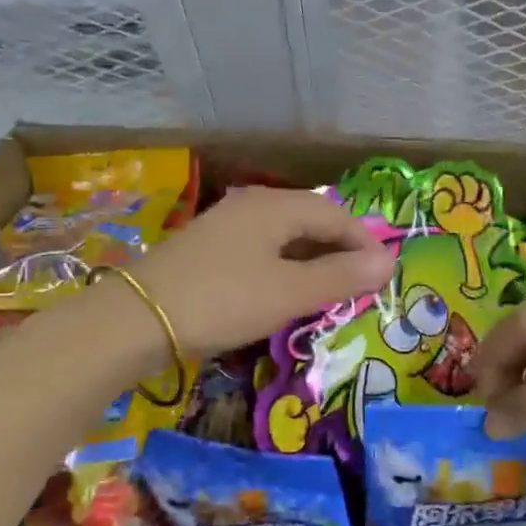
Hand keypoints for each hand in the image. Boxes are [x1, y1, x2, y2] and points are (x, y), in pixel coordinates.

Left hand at [131, 188, 395, 360]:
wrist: (135, 320)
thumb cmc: (223, 300)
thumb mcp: (290, 292)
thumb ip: (341, 276)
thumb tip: (390, 261)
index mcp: (275, 206)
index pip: (336, 216)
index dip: (364, 244)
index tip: (383, 277)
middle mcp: (252, 205)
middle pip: (310, 221)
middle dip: (339, 252)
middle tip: (359, 287)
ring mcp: (226, 225)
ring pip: (285, 238)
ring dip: (312, 262)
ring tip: (329, 294)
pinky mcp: (208, 249)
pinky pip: (261, 251)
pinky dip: (283, 269)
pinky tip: (284, 293)